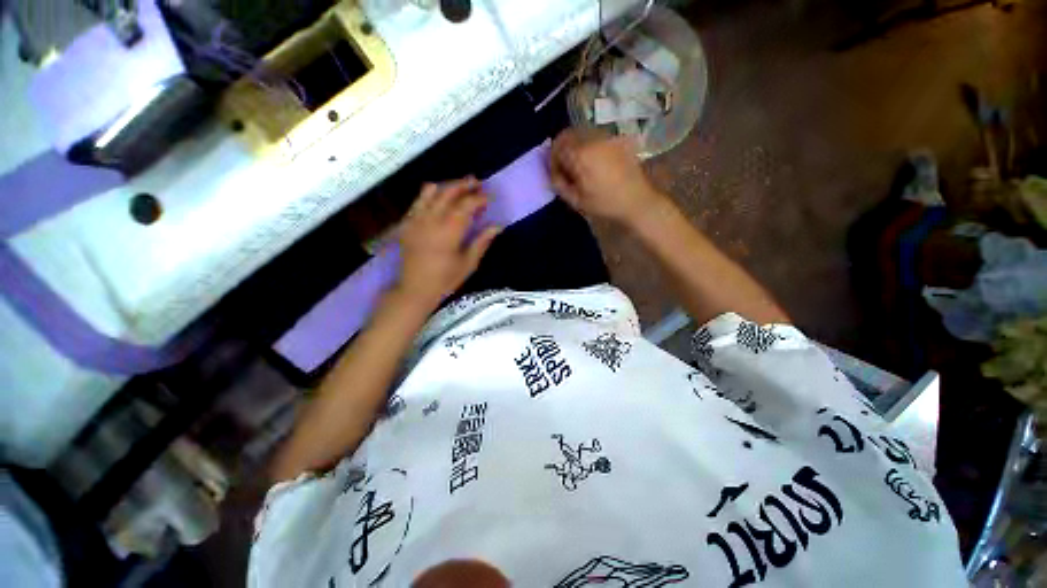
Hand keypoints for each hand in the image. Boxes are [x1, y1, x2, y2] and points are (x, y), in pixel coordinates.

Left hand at [394, 178, 500, 309]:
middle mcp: (431, 219)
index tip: (489, 197)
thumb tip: (498, 226)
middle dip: (464, 184)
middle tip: (476, 182)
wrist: (415, 289)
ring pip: (431, 191)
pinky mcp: (407, 222)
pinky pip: (418, 200)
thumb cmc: (445, 279)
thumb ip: (482, 241)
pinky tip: (439, 198)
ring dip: (447, 185)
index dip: (479, 198)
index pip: (466, 205)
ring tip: (459, 186)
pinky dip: (430, 194)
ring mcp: (416, 219)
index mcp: (449, 230)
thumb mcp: (469, 263)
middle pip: (448, 191)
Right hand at [549, 128, 666, 226]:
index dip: (553, 159)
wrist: (637, 201)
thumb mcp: (576, 200)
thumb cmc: (604, 204)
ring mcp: (607, 137)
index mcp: (580, 155)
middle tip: (566, 167)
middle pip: (569, 134)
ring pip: (583, 133)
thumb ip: (559, 184)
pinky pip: (598, 137)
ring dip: (577, 145)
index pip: (557, 146)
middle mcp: (593, 140)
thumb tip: (553, 173)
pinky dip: (591, 145)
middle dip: (563, 149)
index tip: (557, 172)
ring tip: (582, 165)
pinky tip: (596, 162)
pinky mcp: (619, 140)